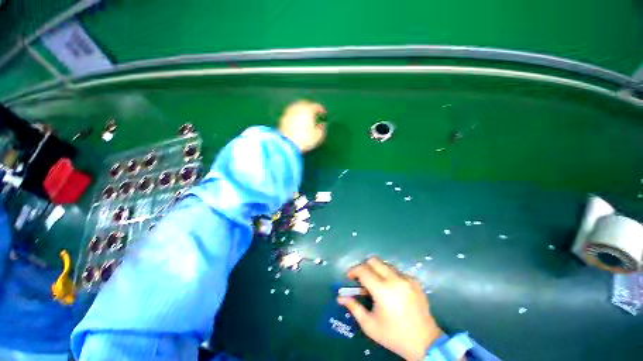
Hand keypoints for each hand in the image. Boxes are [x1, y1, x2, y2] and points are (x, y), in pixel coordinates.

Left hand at [278, 100, 326, 151]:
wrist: (287, 144)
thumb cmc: (305, 139)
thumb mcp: (318, 136)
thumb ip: (322, 128)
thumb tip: (322, 124)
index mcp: (308, 110)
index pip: (316, 106)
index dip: (321, 109)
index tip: (323, 113)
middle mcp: (298, 108)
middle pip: (305, 104)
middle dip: (310, 107)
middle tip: (314, 113)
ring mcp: (289, 113)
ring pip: (296, 108)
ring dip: (301, 111)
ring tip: (305, 117)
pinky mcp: (282, 119)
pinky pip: (291, 114)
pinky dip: (295, 116)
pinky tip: (296, 122)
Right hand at [338, 257, 443, 360]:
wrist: (425, 343)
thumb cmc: (394, 336)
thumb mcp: (370, 325)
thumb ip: (354, 307)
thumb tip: (340, 297)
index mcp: (383, 291)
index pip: (363, 270)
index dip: (353, 271)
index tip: (350, 278)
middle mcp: (395, 279)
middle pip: (374, 260)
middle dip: (364, 267)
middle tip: (362, 279)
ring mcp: (407, 279)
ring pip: (385, 264)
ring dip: (377, 271)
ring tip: (377, 285)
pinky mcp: (415, 281)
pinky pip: (397, 271)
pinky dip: (390, 276)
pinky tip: (392, 290)